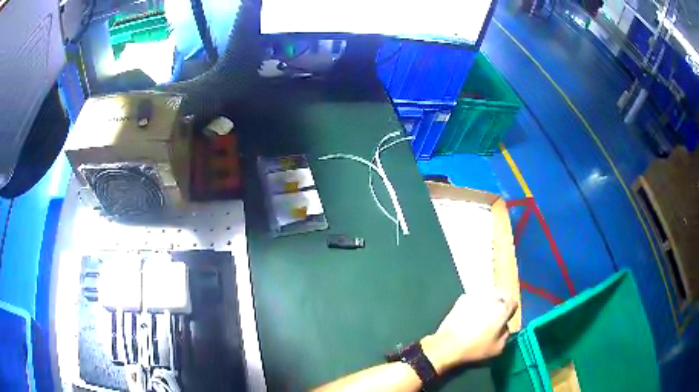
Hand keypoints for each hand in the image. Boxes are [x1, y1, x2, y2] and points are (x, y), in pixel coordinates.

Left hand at [421, 290, 517, 373]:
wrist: (447, 345)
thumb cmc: (475, 348)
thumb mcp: (498, 348)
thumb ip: (506, 334)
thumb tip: (503, 326)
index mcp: (503, 309)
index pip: (513, 303)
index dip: (510, 312)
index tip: (505, 319)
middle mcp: (491, 297)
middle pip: (501, 296)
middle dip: (500, 304)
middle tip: (494, 317)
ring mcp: (475, 296)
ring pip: (487, 295)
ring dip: (487, 302)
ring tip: (481, 315)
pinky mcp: (461, 298)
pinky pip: (473, 298)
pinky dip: (474, 304)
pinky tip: (469, 315)